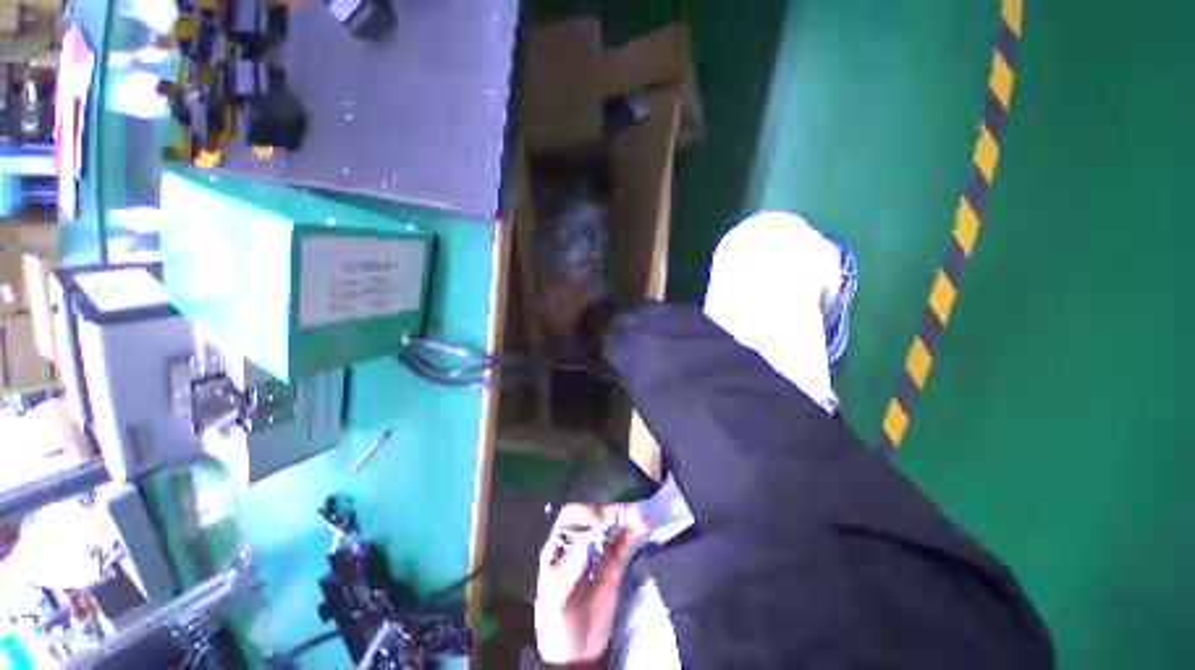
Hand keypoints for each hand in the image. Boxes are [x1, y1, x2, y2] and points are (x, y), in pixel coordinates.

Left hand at [535, 504, 648, 664]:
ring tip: (641, 517)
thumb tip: (587, 542)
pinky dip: (634, 533)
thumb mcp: (555, 601)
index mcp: (560, 546)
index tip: (600, 524)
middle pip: (596, 517)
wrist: (576, 655)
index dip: (585, 513)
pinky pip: (625, 543)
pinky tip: (645, 526)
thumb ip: (568, 572)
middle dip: (611, 512)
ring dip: (627, 518)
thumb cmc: (556, 625)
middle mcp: (580, 543)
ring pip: (613, 527)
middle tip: (628, 514)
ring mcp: (599, 552)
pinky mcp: (615, 565)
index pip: (571, 516)